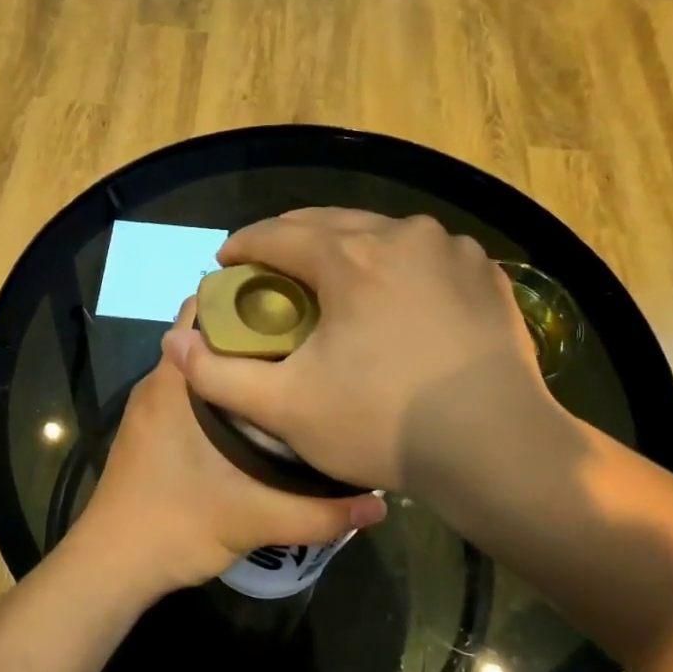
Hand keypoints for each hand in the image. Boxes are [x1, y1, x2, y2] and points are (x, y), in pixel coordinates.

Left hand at [70, 305, 385, 599]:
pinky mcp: (151, 431)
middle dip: (256, 330)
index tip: (299, 302)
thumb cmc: (174, 526)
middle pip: (208, 335)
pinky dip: (224, 392)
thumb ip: (320, 514)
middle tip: (311, 338)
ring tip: (296, 370)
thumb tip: (380, 506)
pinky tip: (263, 414)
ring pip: (201, 366)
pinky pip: (191, 392)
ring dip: (240, 364)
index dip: (250, 297)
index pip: (206, 310)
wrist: (112, 567)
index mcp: (174, 383)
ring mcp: (151, 408)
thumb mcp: (254, 519)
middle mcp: (159, 383)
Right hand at [163, 209, 572, 491]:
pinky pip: (426, 256)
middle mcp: (402, 235)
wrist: (497, 448)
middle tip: (270, 269)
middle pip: (328, 223)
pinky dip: (397, 266)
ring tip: (331, 278)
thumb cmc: (383, 424)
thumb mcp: (286, 408)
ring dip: (346, 248)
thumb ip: (219, 376)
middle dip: (291, 240)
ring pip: (381, 233)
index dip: (243, 245)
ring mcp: (452, 251)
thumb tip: (176, 343)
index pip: (277, 234)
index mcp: (349, 256)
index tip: (226, 263)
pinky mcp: (488, 275)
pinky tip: (395, 295)